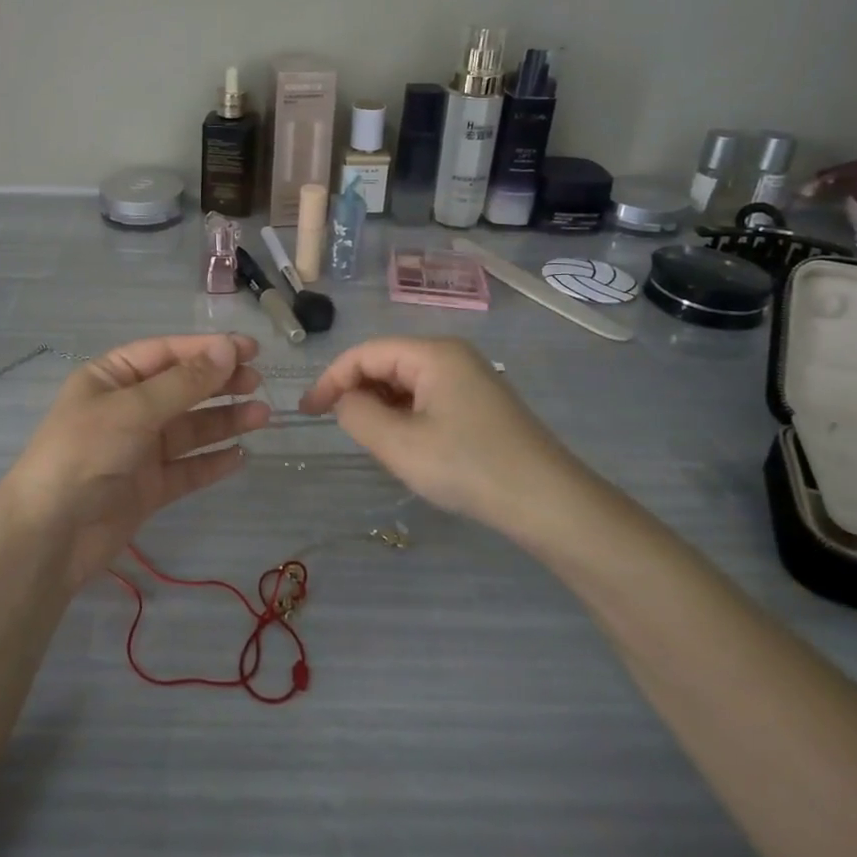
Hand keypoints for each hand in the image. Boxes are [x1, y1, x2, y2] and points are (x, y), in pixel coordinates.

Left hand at [0, 334, 270, 586]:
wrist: (49, 536)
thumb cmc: (84, 453)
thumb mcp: (133, 409)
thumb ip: (184, 383)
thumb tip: (228, 349)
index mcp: (111, 378)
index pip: (166, 353)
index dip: (207, 348)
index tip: (250, 348)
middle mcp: (126, 409)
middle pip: (181, 389)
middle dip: (219, 384)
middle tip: (258, 383)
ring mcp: (138, 449)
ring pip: (189, 429)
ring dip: (224, 421)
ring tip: (262, 417)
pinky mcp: (148, 487)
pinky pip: (187, 468)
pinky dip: (212, 462)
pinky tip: (241, 456)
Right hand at [298, 337, 595, 540]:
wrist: (549, 503)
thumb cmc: (469, 467)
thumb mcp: (400, 445)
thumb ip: (357, 415)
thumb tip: (344, 401)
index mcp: (432, 354)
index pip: (365, 353)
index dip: (331, 379)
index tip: (307, 413)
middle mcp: (451, 355)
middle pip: (386, 362)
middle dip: (357, 392)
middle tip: (343, 432)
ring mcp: (469, 378)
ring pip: (406, 382)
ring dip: (382, 407)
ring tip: (375, 443)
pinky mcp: (480, 403)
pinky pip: (427, 397)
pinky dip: (405, 415)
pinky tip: (407, 445)